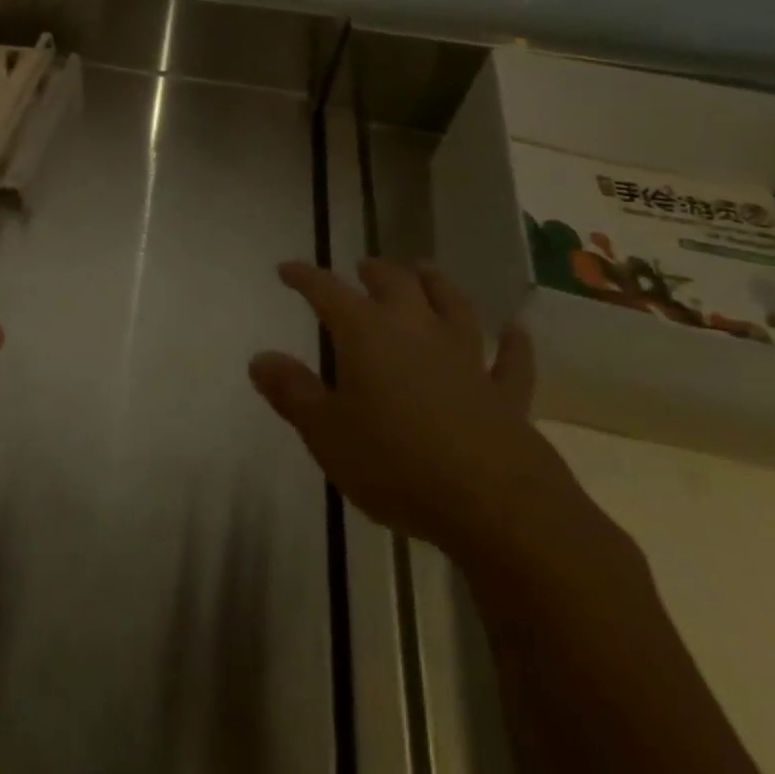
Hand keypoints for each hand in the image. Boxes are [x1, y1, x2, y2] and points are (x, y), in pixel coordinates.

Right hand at [250, 258, 578, 558]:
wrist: (497, 507)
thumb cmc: (396, 464)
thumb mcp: (326, 433)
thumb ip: (292, 392)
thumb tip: (259, 358)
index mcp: (366, 334)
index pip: (327, 291)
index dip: (305, 276)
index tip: (287, 268)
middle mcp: (416, 332)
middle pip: (395, 285)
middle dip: (375, 272)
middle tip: (363, 266)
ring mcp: (466, 360)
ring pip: (453, 308)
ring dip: (438, 285)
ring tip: (426, 270)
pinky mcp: (505, 395)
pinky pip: (510, 362)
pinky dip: (513, 345)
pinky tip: (515, 332)